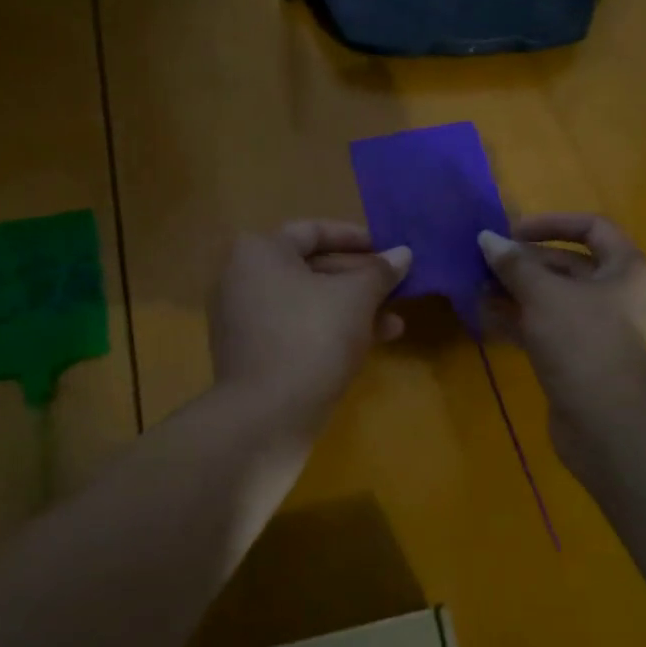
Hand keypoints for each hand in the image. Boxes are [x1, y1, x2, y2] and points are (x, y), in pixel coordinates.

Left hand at [210, 220, 411, 432]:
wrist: (266, 416)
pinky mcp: (250, 353)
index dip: (355, 238)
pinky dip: (329, 330)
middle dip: (359, 280)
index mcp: (259, 252)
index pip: (313, 231)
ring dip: (352, 309)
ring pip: (308, 303)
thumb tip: (403, 254)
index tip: (387, 250)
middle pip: (311, 268)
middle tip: (396, 288)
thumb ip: (381, 272)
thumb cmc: (312, 338)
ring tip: (395, 324)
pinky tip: (368, 345)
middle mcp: (242, 278)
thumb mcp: (356, 298)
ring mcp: (242, 319)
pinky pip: (295, 329)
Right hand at [478, 214, 645, 456]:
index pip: (592, 227)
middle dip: (524, 263)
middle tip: (484, 263)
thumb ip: (514, 265)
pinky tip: (486, 318)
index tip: (512, 232)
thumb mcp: (545, 295)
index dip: (551, 223)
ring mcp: (599, 330)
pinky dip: (520, 320)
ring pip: (553, 299)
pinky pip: (547, 328)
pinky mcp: (580, 358)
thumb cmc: (584, 343)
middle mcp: (617, 295)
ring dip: (516, 292)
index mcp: (626, 269)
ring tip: (477, 288)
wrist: (608, 424)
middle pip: (568, 265)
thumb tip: (487, 238)